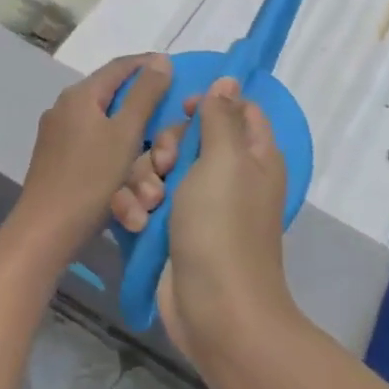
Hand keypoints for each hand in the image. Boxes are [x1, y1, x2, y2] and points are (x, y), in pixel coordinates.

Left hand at [10, 54, 172, 254]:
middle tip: (168, 122)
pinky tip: (130, 175)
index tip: (176, 70)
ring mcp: (58, 136)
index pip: (121, 66)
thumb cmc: (91, 179)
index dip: (149, 65)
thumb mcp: (126, 133)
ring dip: (133, 141)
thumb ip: (146, 94)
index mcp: (80, 95)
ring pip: (106, 128)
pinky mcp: (57, 161)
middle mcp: (65, 108)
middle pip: (114, 100)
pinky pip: (95, 149)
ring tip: (154, 158)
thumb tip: (161, 60)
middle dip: (145, 113)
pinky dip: (117, 157)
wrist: (46, 231)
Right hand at [109, 77, 295, 363]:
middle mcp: (228, 176)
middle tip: (163, 166)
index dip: (209, 103)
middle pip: (188, 137)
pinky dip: (136, 208)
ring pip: (158, 168)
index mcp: (253, 155)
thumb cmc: (222, 225)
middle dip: (165, 146)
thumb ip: (221, 117)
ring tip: (148, 204)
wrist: (213, 307)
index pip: (236, 109)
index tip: (183, 108)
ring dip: (144, 180)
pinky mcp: (170, 230)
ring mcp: (197, 205)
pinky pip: (144, 201)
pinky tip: (136, 222)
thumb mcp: (224, 159)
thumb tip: (230, 81)